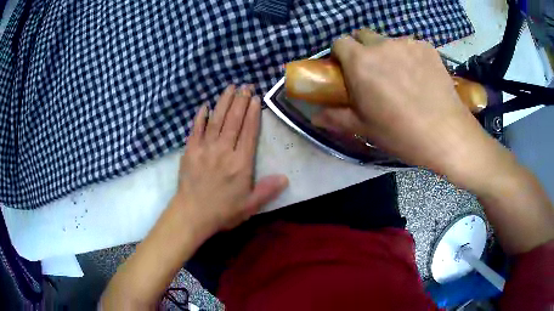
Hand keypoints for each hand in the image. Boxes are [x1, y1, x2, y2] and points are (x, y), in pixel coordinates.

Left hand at [173, 85, 287, 235]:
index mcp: (241, 163)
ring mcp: (205, 148)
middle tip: (246, 86)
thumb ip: (267, 190)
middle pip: (234, 121)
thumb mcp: (250, 206)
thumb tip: (285, 177)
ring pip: (216, 120)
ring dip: (224, 102)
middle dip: (241, 101)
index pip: (249, 131)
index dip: (253, 113)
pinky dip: (200, 117)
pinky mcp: (190, 151)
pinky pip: (195, 129)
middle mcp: (224, 150)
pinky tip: (204, 105)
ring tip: (230, 88)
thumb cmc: (223, 212)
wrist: (192, 215)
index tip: (256, 98)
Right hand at [313, 30, 497, 182]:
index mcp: (360, 62)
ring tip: (402, 77)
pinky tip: (421, 76)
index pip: (340, 42)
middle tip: (374, 72)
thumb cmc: (402, 134)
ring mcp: (407, 44)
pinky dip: (410, 56)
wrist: (447, 134)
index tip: (347, 68)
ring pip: (389, 41)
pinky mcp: (427, 47)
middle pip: (364, 35)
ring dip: (388, 52)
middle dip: (363, 49)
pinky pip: (411, 46)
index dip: (341, 54)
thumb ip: (337, 117)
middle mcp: (381, 45)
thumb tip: (315, 117)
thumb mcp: (365, 128)